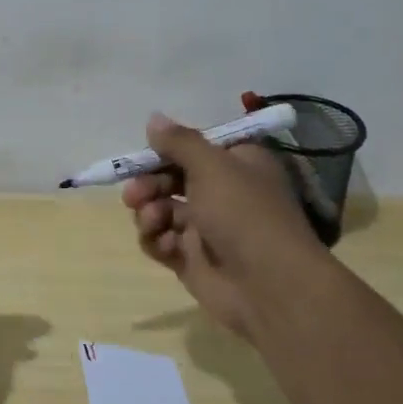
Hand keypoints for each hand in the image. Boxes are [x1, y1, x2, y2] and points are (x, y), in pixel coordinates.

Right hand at [121, 114, 320, 339]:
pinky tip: (165, 245)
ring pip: (162, 210)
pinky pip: (162, 241)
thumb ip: (179, 142)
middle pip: (171, 178)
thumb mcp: (212, 165)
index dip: (166, 150)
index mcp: (236, 164)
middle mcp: (222, 192)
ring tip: (153, 221)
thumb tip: (154, 118)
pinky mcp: (191, 259)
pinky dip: (157, 240)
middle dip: (149, 184)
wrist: (268, 285)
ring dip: (149, 212)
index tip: (146, 153)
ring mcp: (206, 228)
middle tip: (134, 194)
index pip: (194, 148)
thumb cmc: (243, 213)